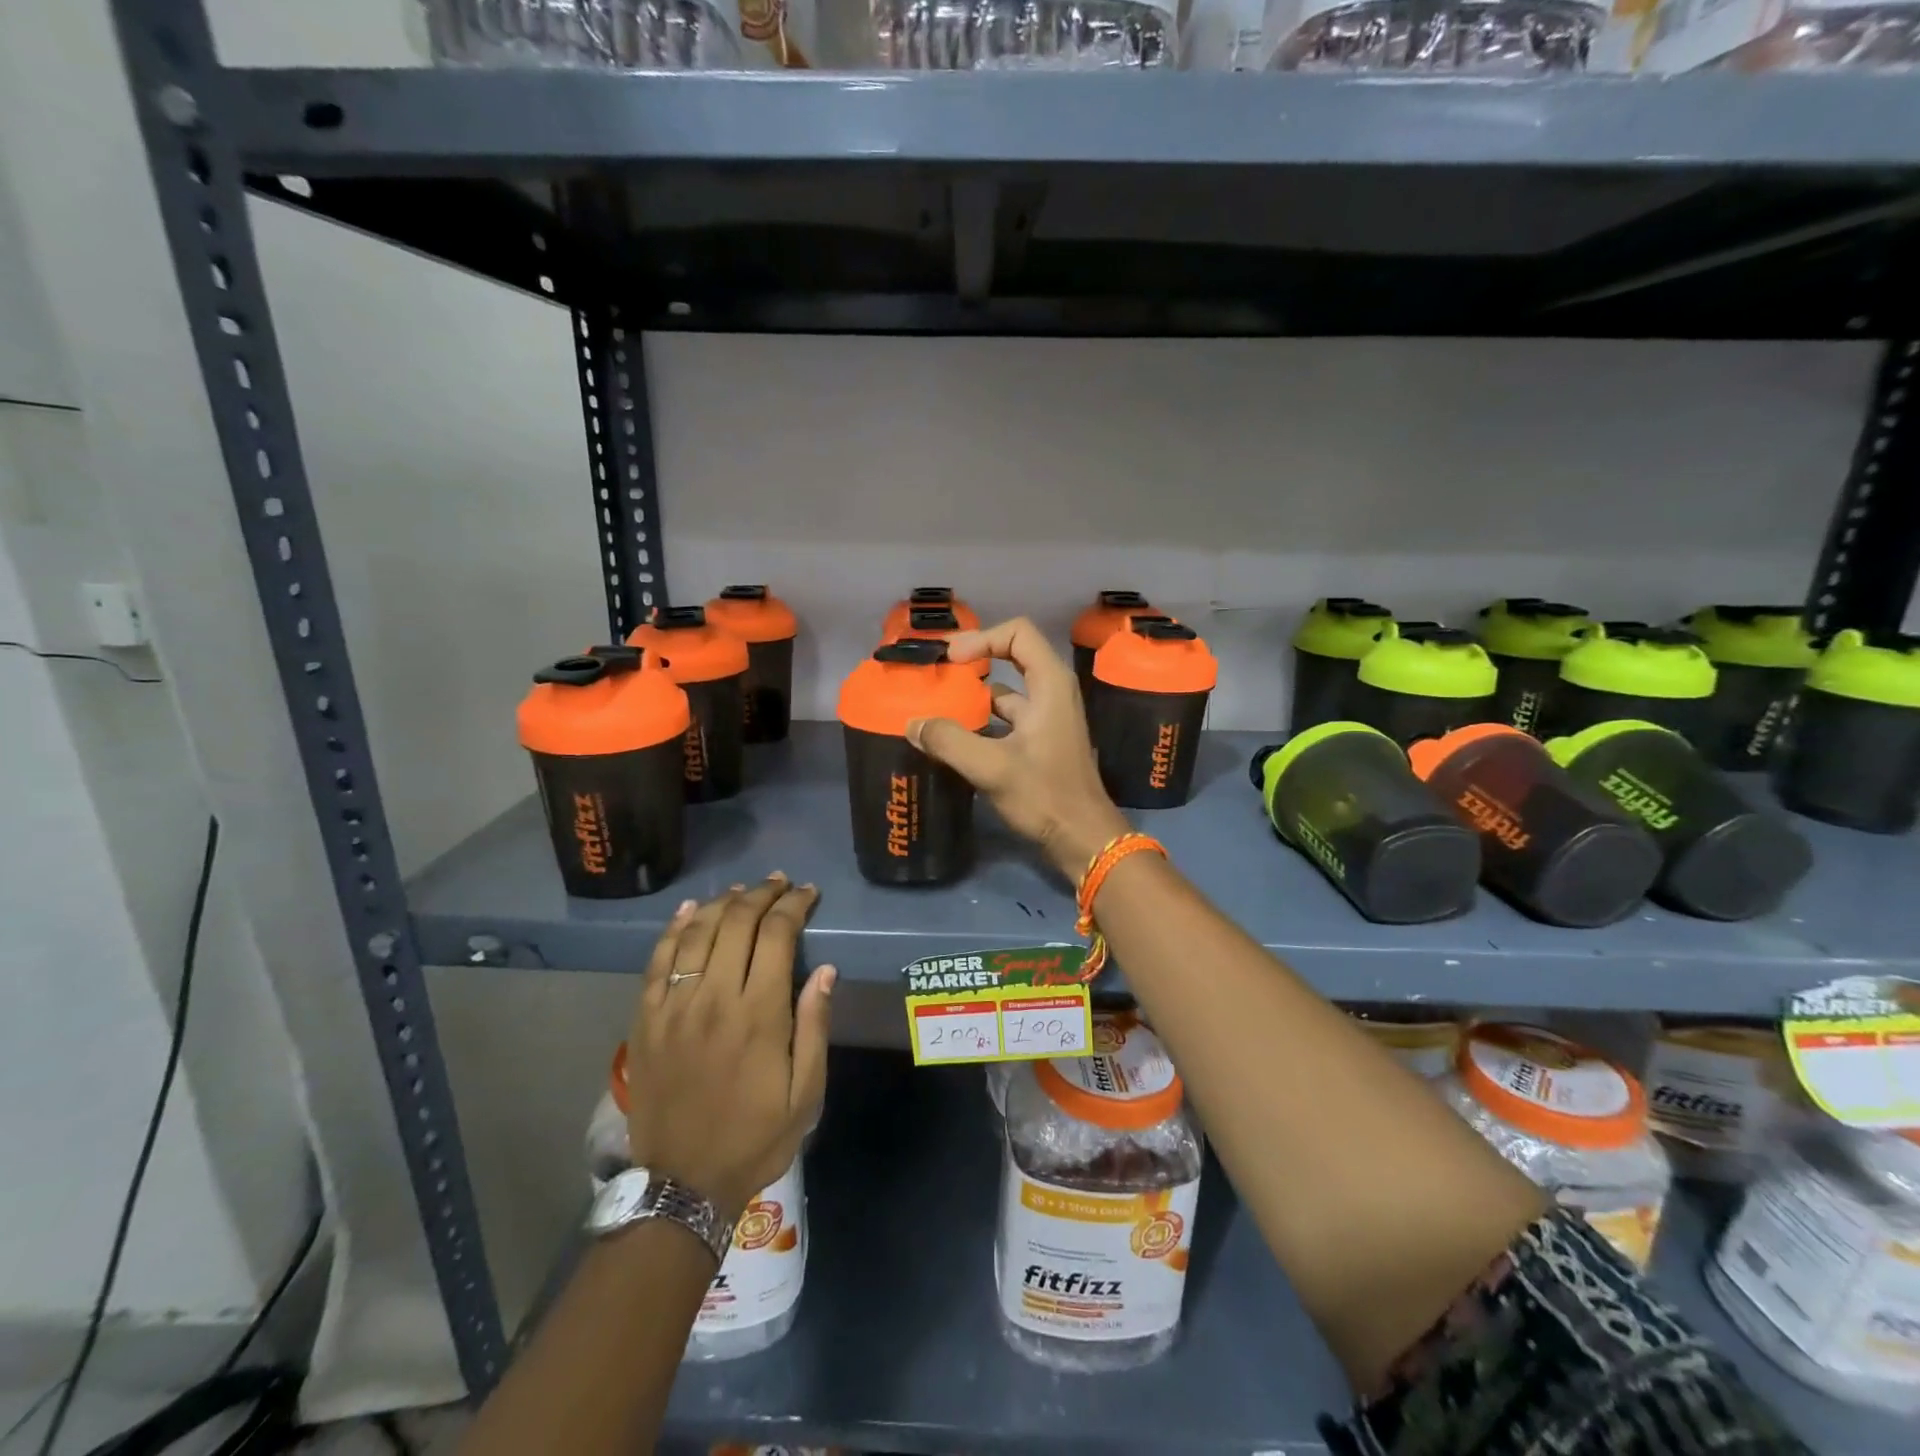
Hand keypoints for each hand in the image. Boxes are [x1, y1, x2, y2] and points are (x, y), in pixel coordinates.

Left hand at [627, 875, 834, 1220]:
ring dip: (723, 902)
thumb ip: (815, 1026)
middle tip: (780, 884)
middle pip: (736, 922)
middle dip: (762, 894)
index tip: (807, 893)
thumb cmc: (755, 1138)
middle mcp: (714, 998)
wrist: (682, 1184)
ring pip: (697, 931)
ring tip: (743, 891)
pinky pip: (659, 959)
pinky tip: (690, 910)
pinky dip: (675, 928)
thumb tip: (826, 969)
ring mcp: (674, 1006)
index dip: (794, 905)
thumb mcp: (806, 1093)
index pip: (777, 934)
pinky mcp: (646, 1019)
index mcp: (759, 1014)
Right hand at [907, 617, 1129, 879]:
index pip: (1018, 633)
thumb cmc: (1045, 795)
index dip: (982, 638)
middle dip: (973, 664)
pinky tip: (953, 740)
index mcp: (1050, 684)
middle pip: (1010, 658)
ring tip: (936, 709)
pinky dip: (981, 723)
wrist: (1082, 838)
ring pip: (1006, 693)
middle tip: (937, 678)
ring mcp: (1048, 719)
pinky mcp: (1041, 743)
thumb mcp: (992, 767)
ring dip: (973, 698)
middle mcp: (1052, 693)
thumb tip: (913, 724)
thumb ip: (949, 741)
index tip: (951, 661)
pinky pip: (1006, 720)